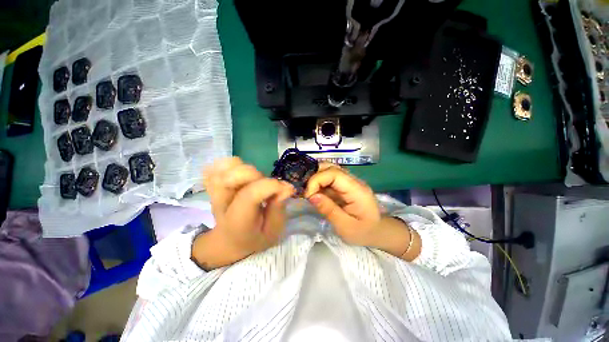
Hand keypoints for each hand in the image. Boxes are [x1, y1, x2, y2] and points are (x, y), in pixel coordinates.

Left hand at [192, 158, 294, 269]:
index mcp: (238, 221)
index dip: (270, 186)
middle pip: (232, 177)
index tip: (285, 188)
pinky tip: (240, 175)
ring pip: (224, 168)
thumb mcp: (272, 231)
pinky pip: (216, 167)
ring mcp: (214, 192)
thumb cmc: (255, 236)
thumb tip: (287, 187)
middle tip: (266, 185)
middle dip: (256, 176)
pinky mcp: (213, 186)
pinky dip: (230, 166)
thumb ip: (278, 209)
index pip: (250, 195)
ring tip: (254, 180)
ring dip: (244, 169)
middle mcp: (222, 204)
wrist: (230, 240)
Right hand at [304, 163, 381, 245]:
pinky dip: (319, 183)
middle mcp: (353, 181)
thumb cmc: (363, 232)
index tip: (308, 195)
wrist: (377, 232)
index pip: (334, 174)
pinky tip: (314, 192)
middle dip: (314, 176)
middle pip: (331, 167)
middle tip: (306, 192)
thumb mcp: (345, 227)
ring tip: (309, 192)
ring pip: (329, 170)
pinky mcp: (344, 185)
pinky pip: (329, 178)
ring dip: (315, 178)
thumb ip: (329, 210)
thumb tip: (312, 196)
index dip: (317, 180)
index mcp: (357, 190)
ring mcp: (349, 182)